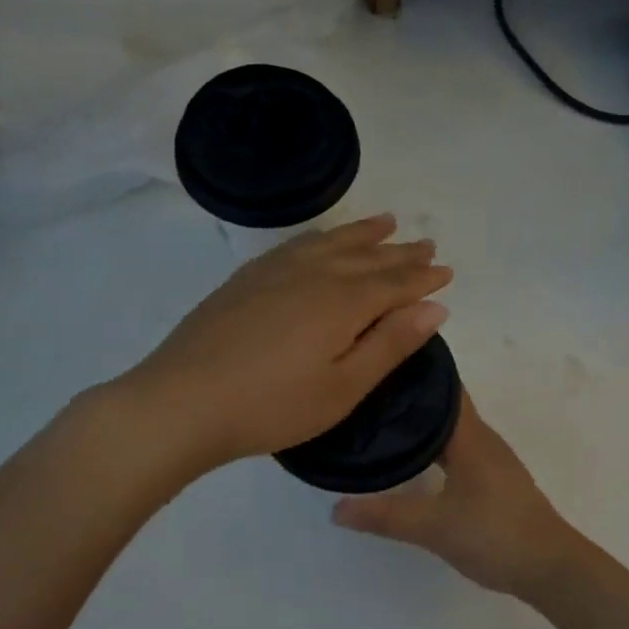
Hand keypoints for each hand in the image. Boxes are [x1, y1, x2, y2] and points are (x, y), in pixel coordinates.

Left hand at [118, 215, 451, 473]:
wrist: (182, 401)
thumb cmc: (272, 406)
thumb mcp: (343, 387)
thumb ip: (390, 344)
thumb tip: (435, 306)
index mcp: (343, 301)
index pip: (395, 282)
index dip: (423, 277)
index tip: (446, 271)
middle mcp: (313, 273)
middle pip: (367, 256)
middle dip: (401, 252)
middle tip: (426, 244)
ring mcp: (275, 271)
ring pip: (331, 242)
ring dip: (363, 233)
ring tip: (386, 222)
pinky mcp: (246, 278)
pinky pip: (298, 244)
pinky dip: (322, 237)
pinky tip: (322, 240)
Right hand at [332, 394, 583, 599]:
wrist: (550, 568)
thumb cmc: (495, 535)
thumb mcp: (434, 528)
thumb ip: (385, 516)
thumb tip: (335, 508)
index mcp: (470, 437)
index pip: (442, 388)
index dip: (414, 372)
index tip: (378, 363)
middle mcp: (483, 439)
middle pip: (445, 405)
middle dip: (412, 396)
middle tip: (367, 393)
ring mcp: (493, 460)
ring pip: (453, 428)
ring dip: (423, 421)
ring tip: (383, 420)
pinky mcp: (495, 480)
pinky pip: (459, 448)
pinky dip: (435, 444)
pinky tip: (415, 459)